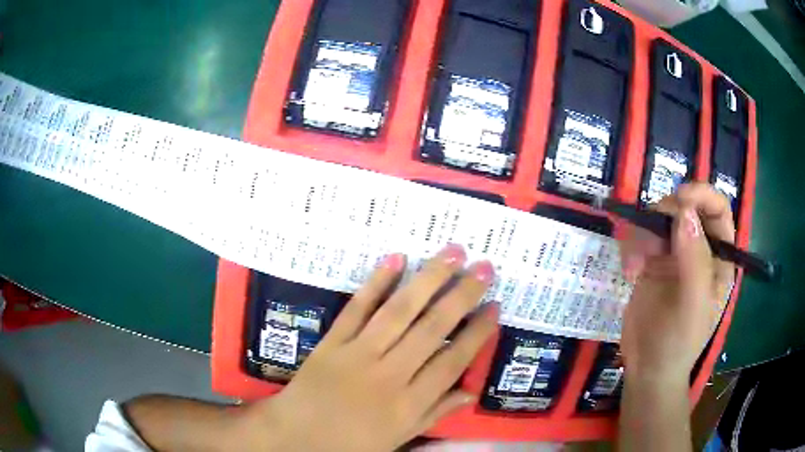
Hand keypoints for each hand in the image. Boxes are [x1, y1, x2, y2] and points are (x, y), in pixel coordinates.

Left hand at [245, 244, 498, 451]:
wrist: (296, 436)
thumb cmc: (350, 443)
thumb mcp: (399, 438)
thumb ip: (435, 414)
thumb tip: (470, 393)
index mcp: (409, 403)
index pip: (452, 361)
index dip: (477, 333)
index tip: (495, 307)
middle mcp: (389, 375)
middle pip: (432, 329)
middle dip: (462, 296)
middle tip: (484, 268)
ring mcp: (358, 354)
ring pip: (400, 312)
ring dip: (428, 279)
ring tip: (453, 253)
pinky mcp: (332, 342)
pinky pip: (356, 309)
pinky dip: (376, 283)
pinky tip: (396, 259)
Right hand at [619, 183, 734, 382]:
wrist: (647, 370)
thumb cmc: (678, 344)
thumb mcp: (692, 307)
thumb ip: (694, 261)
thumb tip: (684, 212)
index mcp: (719, 258)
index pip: (718, 210)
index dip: (702, 195)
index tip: (679, 199)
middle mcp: (699, 250)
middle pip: (685, 207)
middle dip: (665, 216)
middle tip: (649, 241)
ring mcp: (675, 254)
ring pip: (659, 218)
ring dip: (643, 234)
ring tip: (634, 265)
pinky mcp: (652, 262)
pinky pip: (640, 235)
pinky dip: (631, 246)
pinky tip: (629, 271)